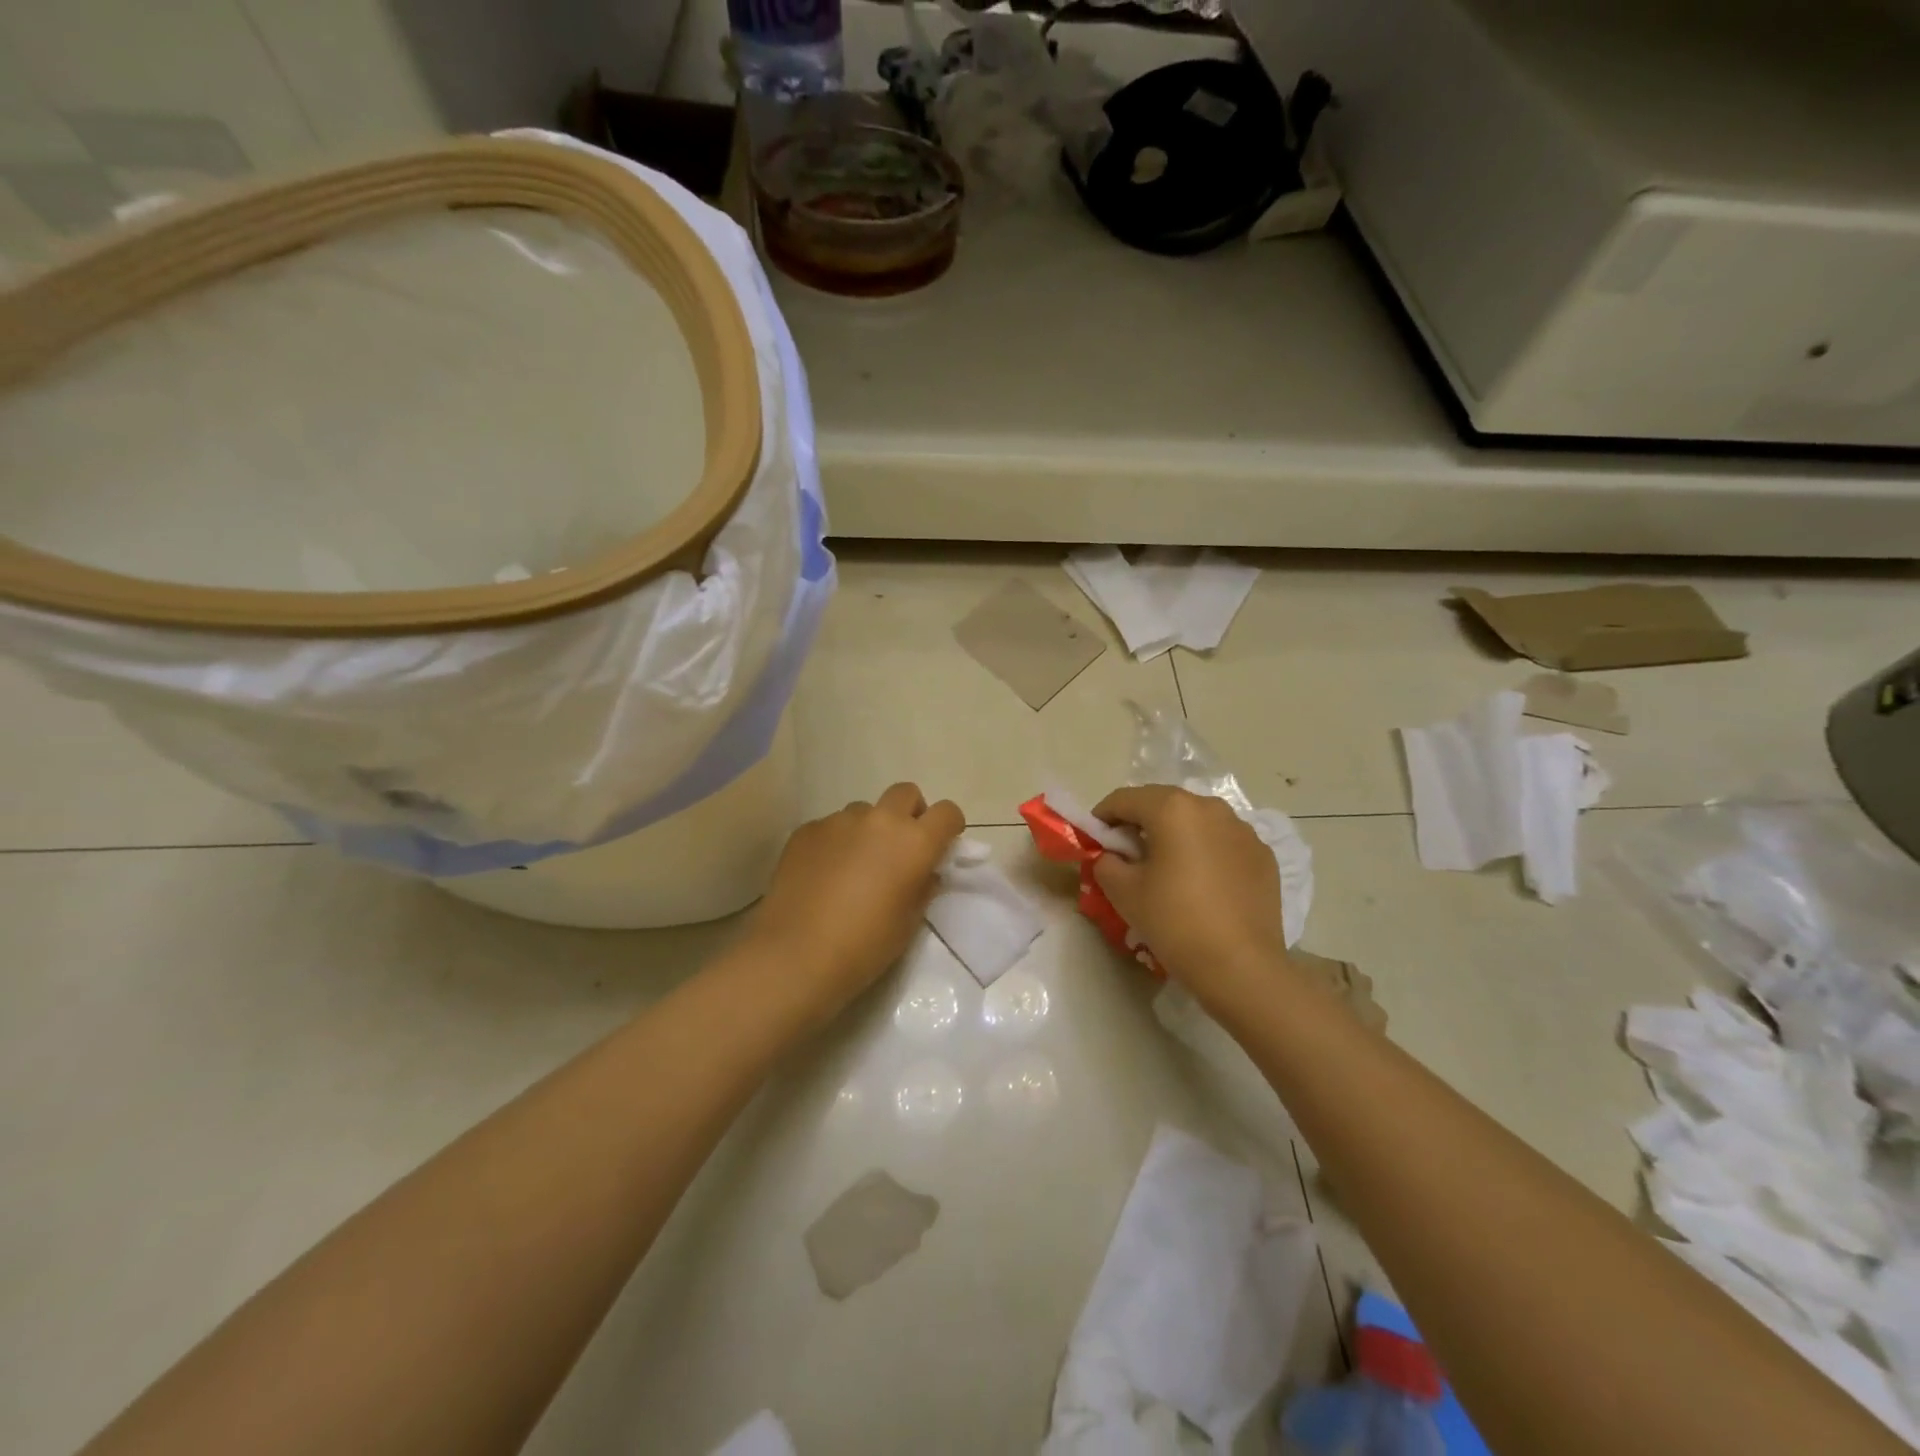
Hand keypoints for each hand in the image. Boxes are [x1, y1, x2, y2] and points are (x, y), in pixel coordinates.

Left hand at [745, 783, 964, 1019]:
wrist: (797, 955)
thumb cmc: (865, 945)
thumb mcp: (909, 921)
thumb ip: (923, 886)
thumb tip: (924, 870)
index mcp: (914, 842)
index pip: (947, 812)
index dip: (948, 826)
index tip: (942, 844)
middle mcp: (880, 820)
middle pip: (905, 793)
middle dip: (910, 813)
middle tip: (900, 846)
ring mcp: (839, 821)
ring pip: (864, 811)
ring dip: (868, 829)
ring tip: (854, 865)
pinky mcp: (807, 830)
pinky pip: (831, 826)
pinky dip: (835, 842)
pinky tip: (823, 874)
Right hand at [1091, 785, 1289, 1006]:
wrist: (1241, 967)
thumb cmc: (1174, 921)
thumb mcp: (1122, 891)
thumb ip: (1107, 862)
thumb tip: (1112, 856)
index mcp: (1172, 808)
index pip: (1124, 799)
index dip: (1103, 816)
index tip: (1095, 839)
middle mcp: (1210, 807)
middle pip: (1163, 804)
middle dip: (1140, 822)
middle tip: (1127, 853)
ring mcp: (1243, 830)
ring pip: (1197, 821)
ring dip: (1176, 834)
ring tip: (1168, 867)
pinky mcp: (1263, 855)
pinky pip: (1224, 842)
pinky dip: (1206, 852)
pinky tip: (1202, 883)